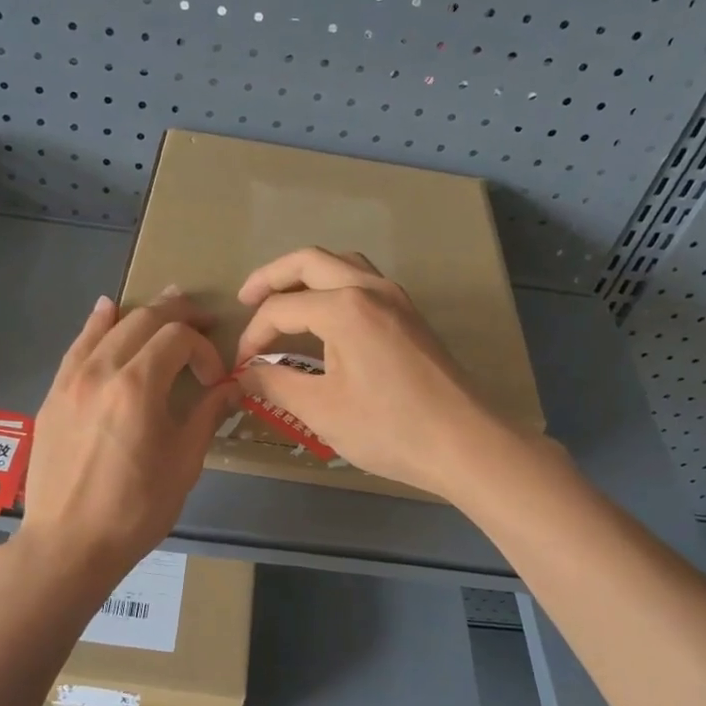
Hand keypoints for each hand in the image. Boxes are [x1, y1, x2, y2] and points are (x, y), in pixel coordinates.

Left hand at [18, 290, 242, 583]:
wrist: (68, 543)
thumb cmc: (135, 509)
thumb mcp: (183, 464)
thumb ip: (207, 416)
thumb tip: (232, 388)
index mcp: (138, 386)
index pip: (178, 339)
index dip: (204, 350)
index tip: (215, 380)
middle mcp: (101, 370)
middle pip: (143, 320)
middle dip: (178, 313)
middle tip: (202, 319)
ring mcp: (71, 380)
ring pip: (109, 327)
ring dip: (141, 312)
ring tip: (166, 303)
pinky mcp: (53, 395)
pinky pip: (78, 346)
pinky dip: (97, 324)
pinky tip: (106, 309)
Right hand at [233, 248, 518, 498]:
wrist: (465, 443)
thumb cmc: (389, 428)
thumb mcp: (321, 410)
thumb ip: (274, 384)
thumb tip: (243, 374)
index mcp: (345, 307)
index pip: (281, 309)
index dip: (252, 336)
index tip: (240, 367)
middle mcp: (370, 288)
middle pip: (310, 261)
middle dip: (271, 277)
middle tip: (246, 300)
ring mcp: (396, 298)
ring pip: (342, 264)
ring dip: (307, 275)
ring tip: (284, 301)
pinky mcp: (410, 315)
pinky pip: (363, 281)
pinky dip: (334, 286)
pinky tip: (325, 317)